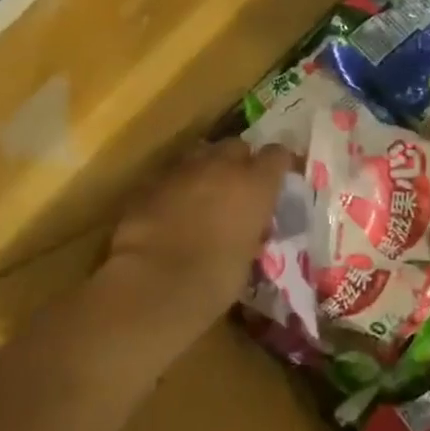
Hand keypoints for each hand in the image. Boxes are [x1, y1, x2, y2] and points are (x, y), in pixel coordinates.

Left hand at [105, 139, 293, 350]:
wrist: (152, 283)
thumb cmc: (213, 281)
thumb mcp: (247, 258)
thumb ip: (251, 231)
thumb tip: (247, 230)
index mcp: (255, 184)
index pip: (277, 155)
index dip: (278, 165)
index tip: (277, 179)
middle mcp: (222, 165)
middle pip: (237, 146)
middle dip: (239, 162)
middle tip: (237, 188)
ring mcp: (184, 168)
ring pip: (201, 155)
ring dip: (206, 170)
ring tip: (203, 197)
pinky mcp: (151, 180)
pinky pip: (172, 175)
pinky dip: (177, 187)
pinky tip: (172, 210)